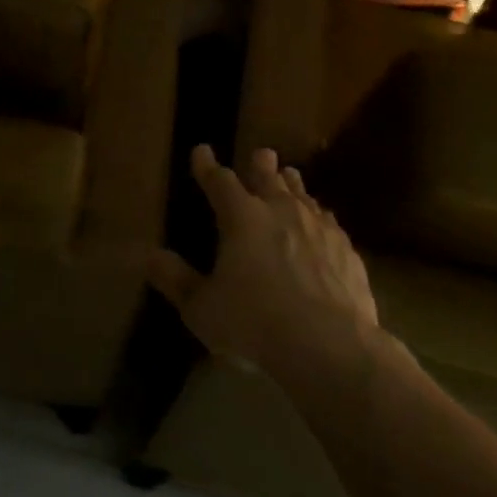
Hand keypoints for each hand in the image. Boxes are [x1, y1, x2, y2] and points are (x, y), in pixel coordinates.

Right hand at [150, 145, 376, 375]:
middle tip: (261, 154)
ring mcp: (318, 227)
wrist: (329, 345)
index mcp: (241, 218)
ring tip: (290, 177)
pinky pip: (329, 222)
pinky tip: (322, 223)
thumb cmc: (254, 324)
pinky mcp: (346, 249)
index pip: (219, 181)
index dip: (207, 166)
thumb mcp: (202, 308)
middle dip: (260, 165)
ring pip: (302, 195)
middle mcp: (281, 211)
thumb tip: (150, 256)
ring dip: (292, 185)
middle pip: (269, 178)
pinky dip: (319, 216)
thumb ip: (176, 280)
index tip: (201, 151)